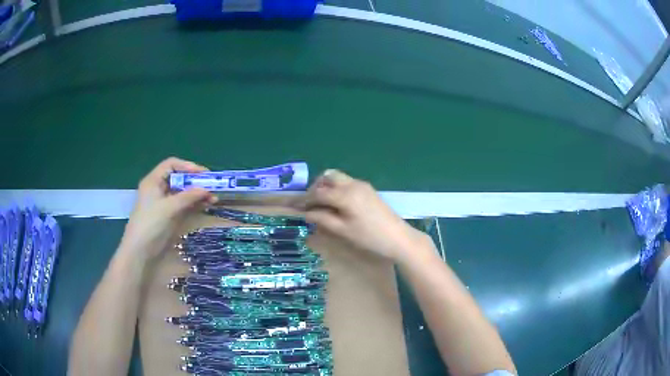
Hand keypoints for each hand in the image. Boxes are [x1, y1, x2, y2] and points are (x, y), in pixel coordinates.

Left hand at [119, 157, 216, 261]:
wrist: (140, 250)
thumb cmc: (150, 223)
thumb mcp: (169, 208)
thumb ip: (188, 197)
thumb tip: (207, 189)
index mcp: (154, 181)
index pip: (171, 164)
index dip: (187, 166)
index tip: (203, 173)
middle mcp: (159, 188)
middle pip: (179, 178)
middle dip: (196, 181)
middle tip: (212, 186)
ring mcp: (165, 203)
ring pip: (184, 193)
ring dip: (198, 194)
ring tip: (213, 199)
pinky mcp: (169, 215)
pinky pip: (184, 205)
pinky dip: (195, 204)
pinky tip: (206, 205)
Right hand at [293, 170, 426, 261]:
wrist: (398, 238)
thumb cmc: (369, 237)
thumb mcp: (343, 230)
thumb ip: (322, 218)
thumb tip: (305, 213)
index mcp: (345, 194)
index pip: (318, 192)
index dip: (305, 199)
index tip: (294, 207)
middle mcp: (353, 184)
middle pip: (328, 176)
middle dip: (316, 187)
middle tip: (309, 203)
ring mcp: (362, 185)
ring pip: (337, 178)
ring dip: (326, 187)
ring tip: (321, 204)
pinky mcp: (368, 189)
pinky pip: (346, 182)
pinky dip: (337, 189)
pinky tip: (336, 204)